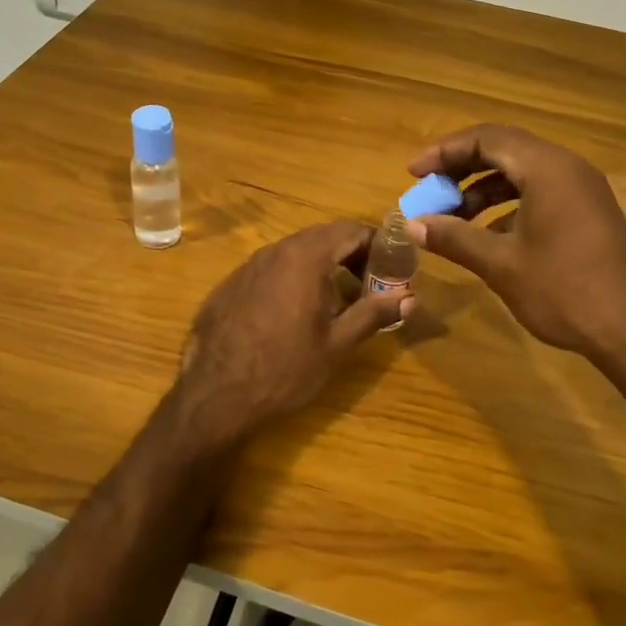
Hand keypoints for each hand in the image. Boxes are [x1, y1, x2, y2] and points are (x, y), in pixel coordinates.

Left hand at [173, 220, 408, 447]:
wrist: (216, 395)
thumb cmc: (285, 369)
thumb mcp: (337, 344)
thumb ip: (373, 313)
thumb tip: (409, 298)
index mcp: (305, 258)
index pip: (350, 230)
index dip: (376, 244)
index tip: (391, 268)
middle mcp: (275, 251)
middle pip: (322, 237)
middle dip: (350, 254)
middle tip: (368, 286)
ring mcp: (248, 266)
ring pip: (294, 252)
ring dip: (320, 267)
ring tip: (335, 301)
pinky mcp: (229, 284)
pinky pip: (269, 269)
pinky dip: (291, 279)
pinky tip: (292, 313)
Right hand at [406, 124, 625, 359]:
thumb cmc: (563, 290)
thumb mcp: (500, 264)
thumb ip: (454, 237)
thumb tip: (412, 225)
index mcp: (546, 169)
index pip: (486, 139)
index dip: (444, 152)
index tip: (414, 174)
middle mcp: (567, 168)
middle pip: (505, 149)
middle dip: (461, 168)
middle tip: (430, 190)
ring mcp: (582, 190)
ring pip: (523, 172)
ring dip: (483, 189)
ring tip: (453, 217)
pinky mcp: (589, 213)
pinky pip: (540, 192)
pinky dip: (508, 205)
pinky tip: (487, 235)